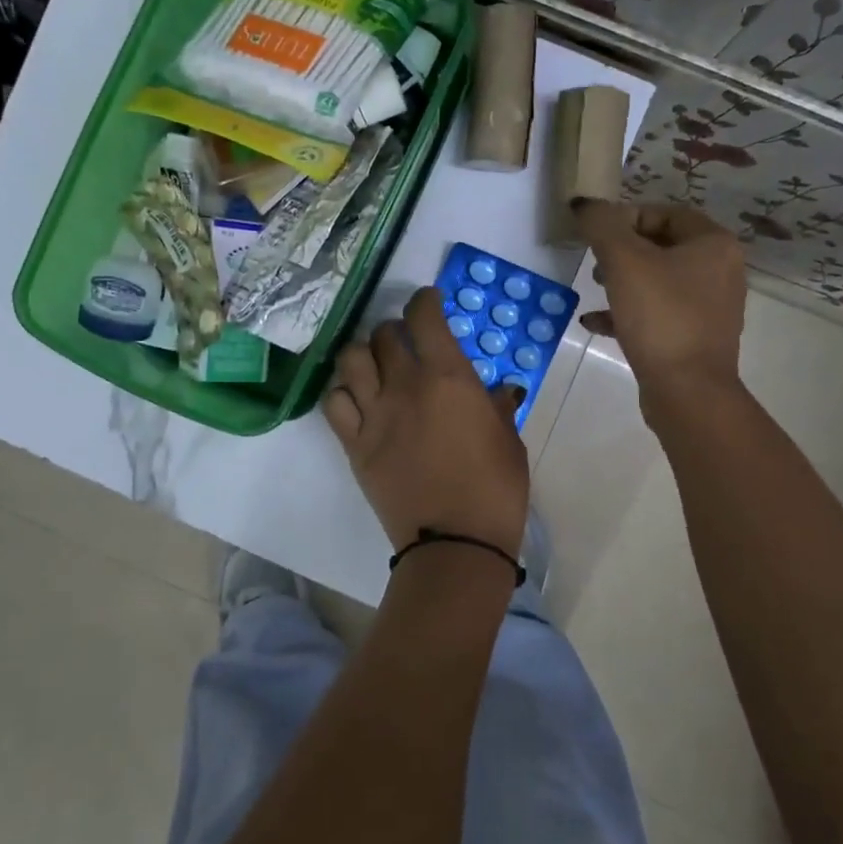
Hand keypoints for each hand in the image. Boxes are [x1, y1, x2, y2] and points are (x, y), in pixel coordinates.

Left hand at [323, 286, 529, 556]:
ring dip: (363, 353)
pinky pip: (334, 402)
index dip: (424, 301)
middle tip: (406, 342)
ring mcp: (374, 414)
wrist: (455, 542)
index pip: (424, 317)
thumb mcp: (509, 440)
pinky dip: (342, 391)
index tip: (429, 302)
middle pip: (384, 334)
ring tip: (374, 365)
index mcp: (448, 377)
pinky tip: (356, 398)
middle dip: (395, 330)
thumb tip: (498, 392)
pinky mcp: (354, 444)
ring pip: (351, 359)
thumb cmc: (495, 488)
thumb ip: (498, 407)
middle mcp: (404, 385)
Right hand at [570, 198, 746, 401]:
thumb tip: (584, 203)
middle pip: (662, 246)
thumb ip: (601, 225)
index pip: (665, 212)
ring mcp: (710, 308)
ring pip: (658, 281)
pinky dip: (628, 312)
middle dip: (622, 251)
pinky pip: (657, 314)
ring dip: (622, 281)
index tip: (595, 234)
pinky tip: (595, 322)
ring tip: (593, 287)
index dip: (625, 217)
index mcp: (714, 244)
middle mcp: (720, 271)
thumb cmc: (660, 317)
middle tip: (594, 262)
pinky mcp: (694, 338)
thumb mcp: (624, 262)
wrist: (687, 391)